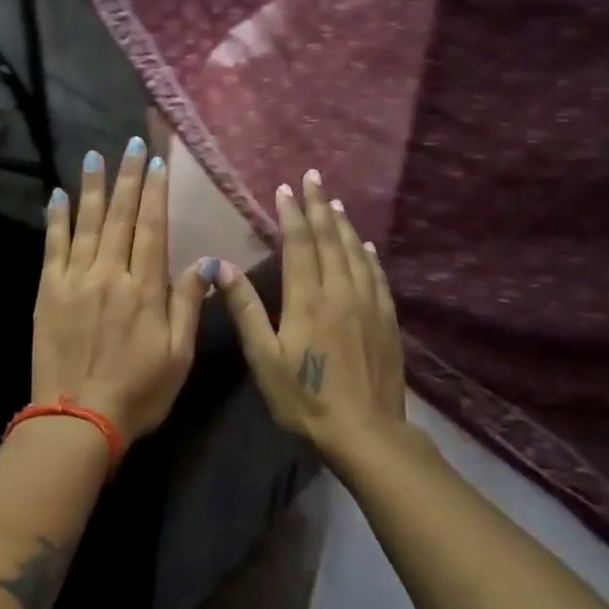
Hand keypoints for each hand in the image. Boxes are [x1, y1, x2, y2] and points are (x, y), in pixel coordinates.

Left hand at [33, 138, 208, 442]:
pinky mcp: (48, 293)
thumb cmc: (138, 392)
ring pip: (86, 224)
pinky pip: (53, 247)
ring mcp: (75, 281)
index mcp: (145, 289)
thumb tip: (206, 264)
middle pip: (120, 216)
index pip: (152, 228)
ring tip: (95, 156)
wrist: (78, 419)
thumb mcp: (178, 356)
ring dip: (92, 188)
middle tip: (132, 143)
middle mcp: (110, 275)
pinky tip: (58, 196)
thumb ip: (189, 305)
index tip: (157, 163)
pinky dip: (56, 220)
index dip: (155, 193)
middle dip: (127, 177)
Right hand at [214, 170, 405, 459]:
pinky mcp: (387, 321)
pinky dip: (369, 255)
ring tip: (335, 202)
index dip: (291, 214)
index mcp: (307, 299)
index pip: (299, 245)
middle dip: (319, 206)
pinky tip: (366, 246)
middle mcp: (340, 292)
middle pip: (330, 240)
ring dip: (343, 225)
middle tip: (313, 178)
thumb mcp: (264, 358)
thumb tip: (221, 267)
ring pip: (355, 253)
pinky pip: (377, 276)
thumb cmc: (305, 398)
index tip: (285, 188)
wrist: (365, 431)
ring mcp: (368, 305)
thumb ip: (245, 310)